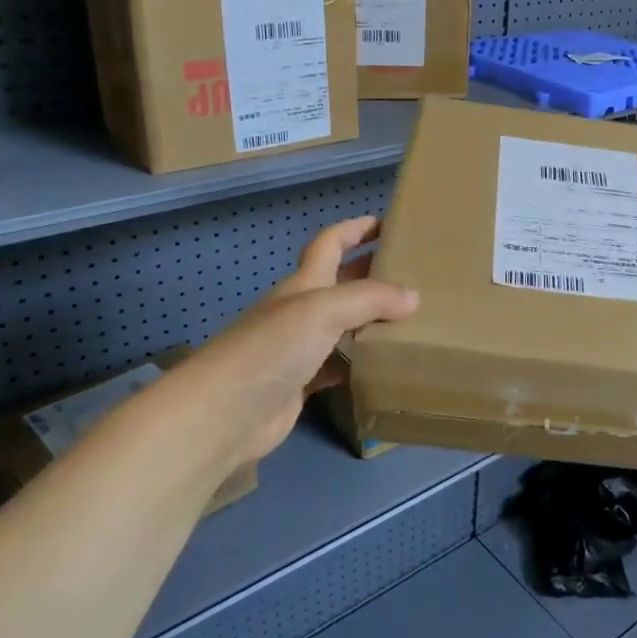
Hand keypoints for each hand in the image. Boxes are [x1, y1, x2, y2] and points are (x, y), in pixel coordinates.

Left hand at [183, 217, 417, 469]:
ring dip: (372, 319)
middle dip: (371, 271)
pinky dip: (361, 363)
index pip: (331, 243)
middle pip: (341, 282)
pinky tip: (385, 366)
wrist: (223, 415)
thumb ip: (370, 299)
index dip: (356, 229)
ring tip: (413, 319)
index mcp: (304, 284)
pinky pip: (339, 366)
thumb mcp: (323, 311)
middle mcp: (301, 311)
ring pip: (344, 326)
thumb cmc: (271, 350)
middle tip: (413, 272)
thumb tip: (413, 296)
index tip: (388, 222)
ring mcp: (299, 349)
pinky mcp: (301, 384)